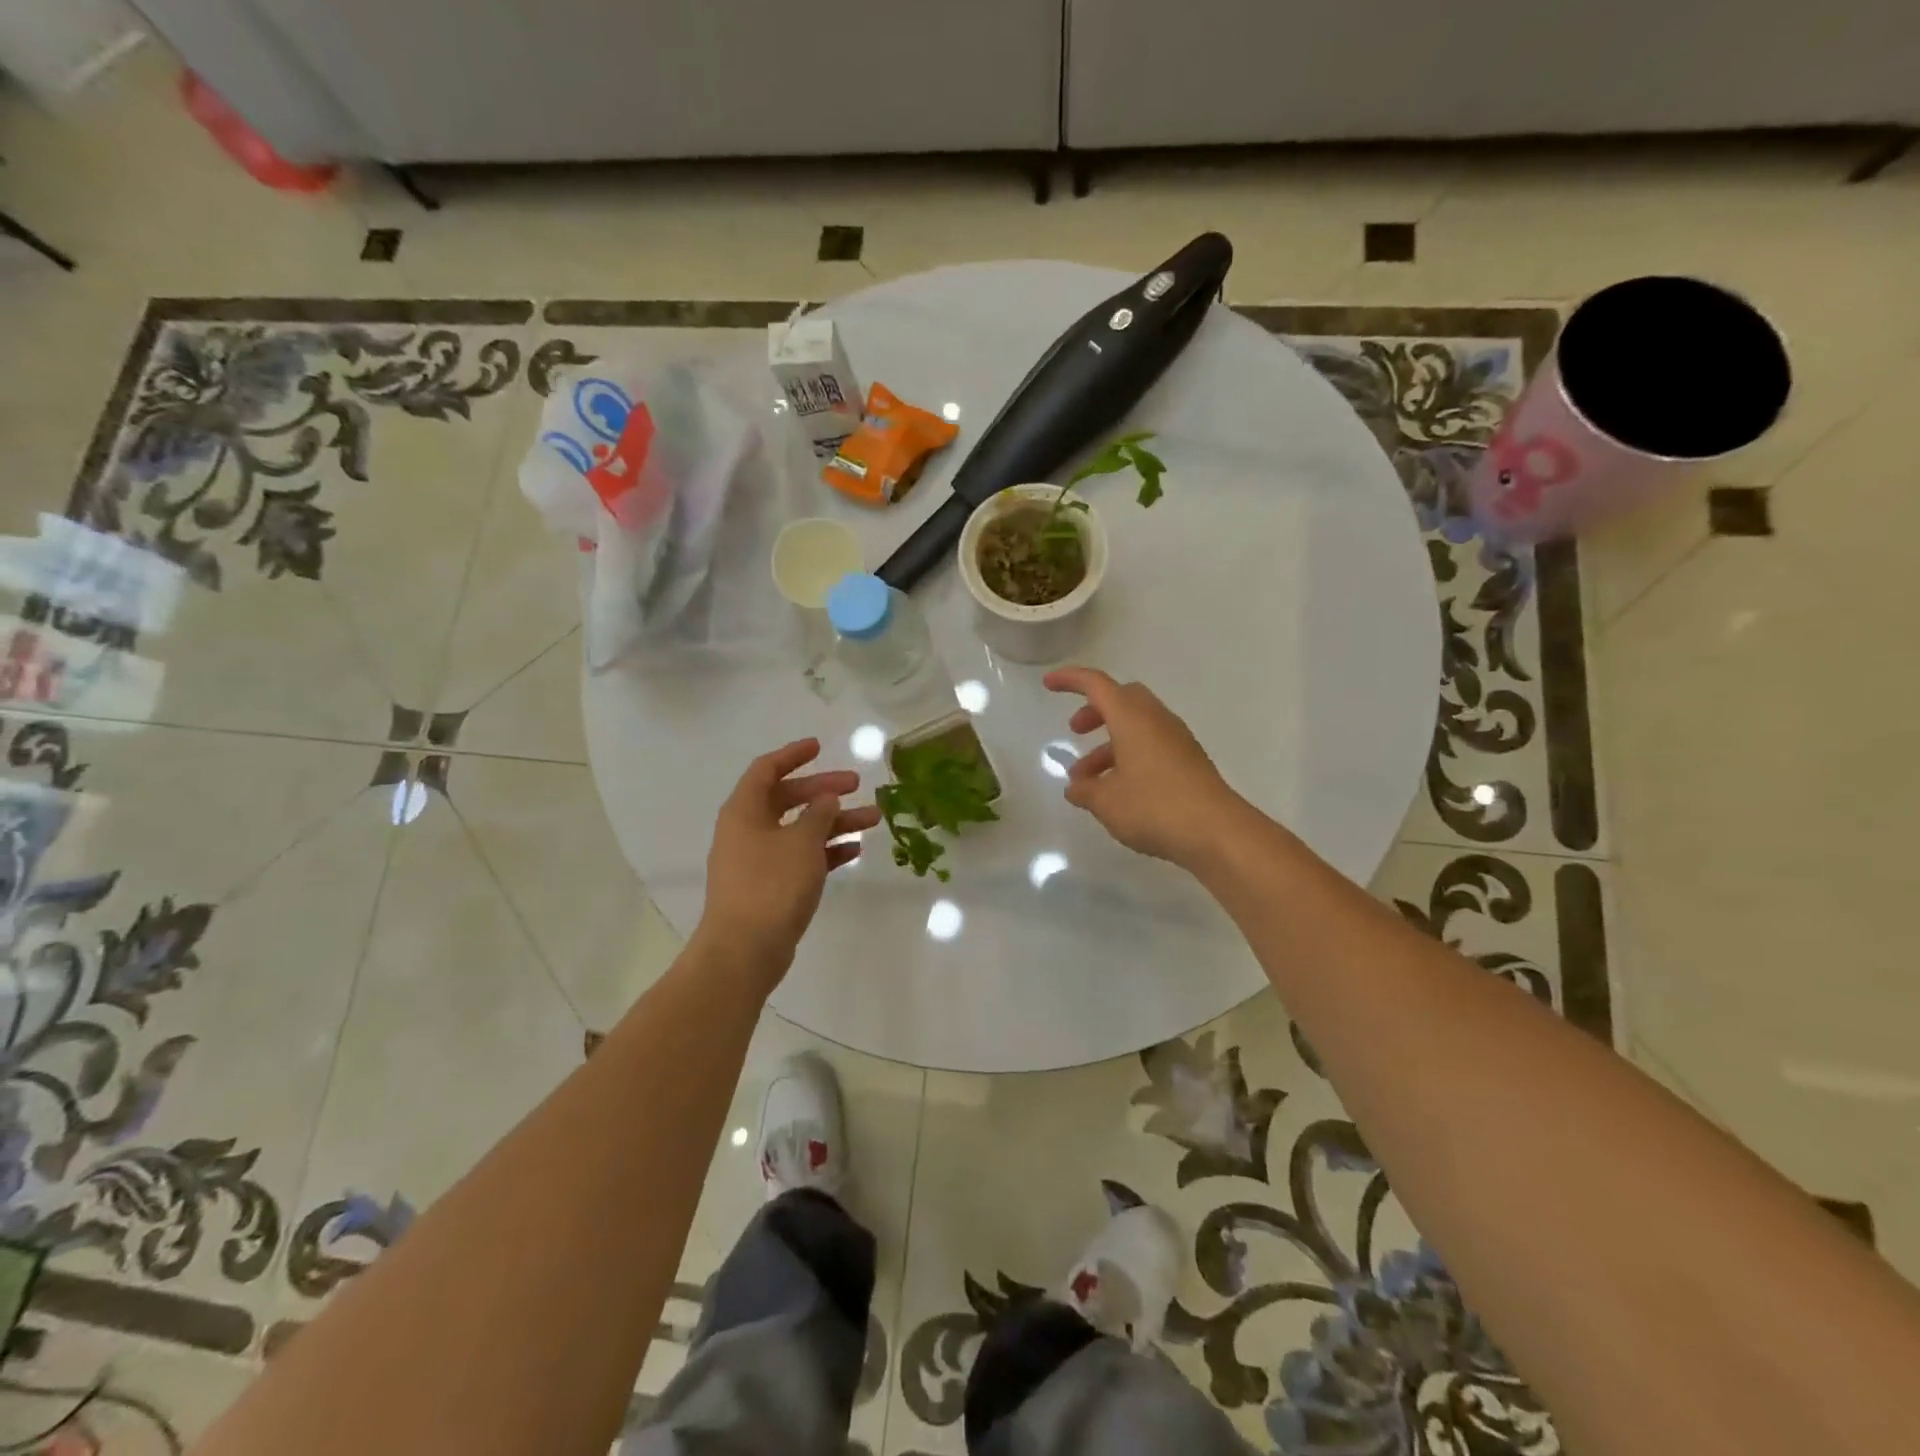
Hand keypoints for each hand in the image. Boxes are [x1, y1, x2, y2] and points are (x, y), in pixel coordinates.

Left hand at [695, 739, 879, 989]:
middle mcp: (747, 830)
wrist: (745, 950)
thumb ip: (819, 814)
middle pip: (787, 799)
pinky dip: (825, 851)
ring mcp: (757, 860)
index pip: (766, 769)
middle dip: (823, 791)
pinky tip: (854, 851)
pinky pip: (800, 858)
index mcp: (744, 811)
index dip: (793, 755)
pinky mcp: (769, 887)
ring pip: (799, 830)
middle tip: (856, 785)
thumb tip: (827, 799)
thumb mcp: (802, 842)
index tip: (819, 746)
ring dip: (833, 822)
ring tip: (873, 820)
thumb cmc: (771, 885)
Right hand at [1044, 666, 1244, 868]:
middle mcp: (1156, 721)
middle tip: (1076, 731)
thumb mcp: (1106, 802)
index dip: (1070, 680)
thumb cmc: (1154, 807)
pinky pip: (1152, 746)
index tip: (1049, 684)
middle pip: (1122, 699)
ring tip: (1088, 781)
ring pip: (1137, 726)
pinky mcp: (1189, 762)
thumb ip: (1085, 791)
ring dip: (1109, 743)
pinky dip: (1129, 756)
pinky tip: (1118, 791)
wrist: (1217, 832)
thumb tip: (1076, 787)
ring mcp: (1177, 741)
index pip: (1097, 685)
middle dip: (1095, 711)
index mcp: (1132, 718)